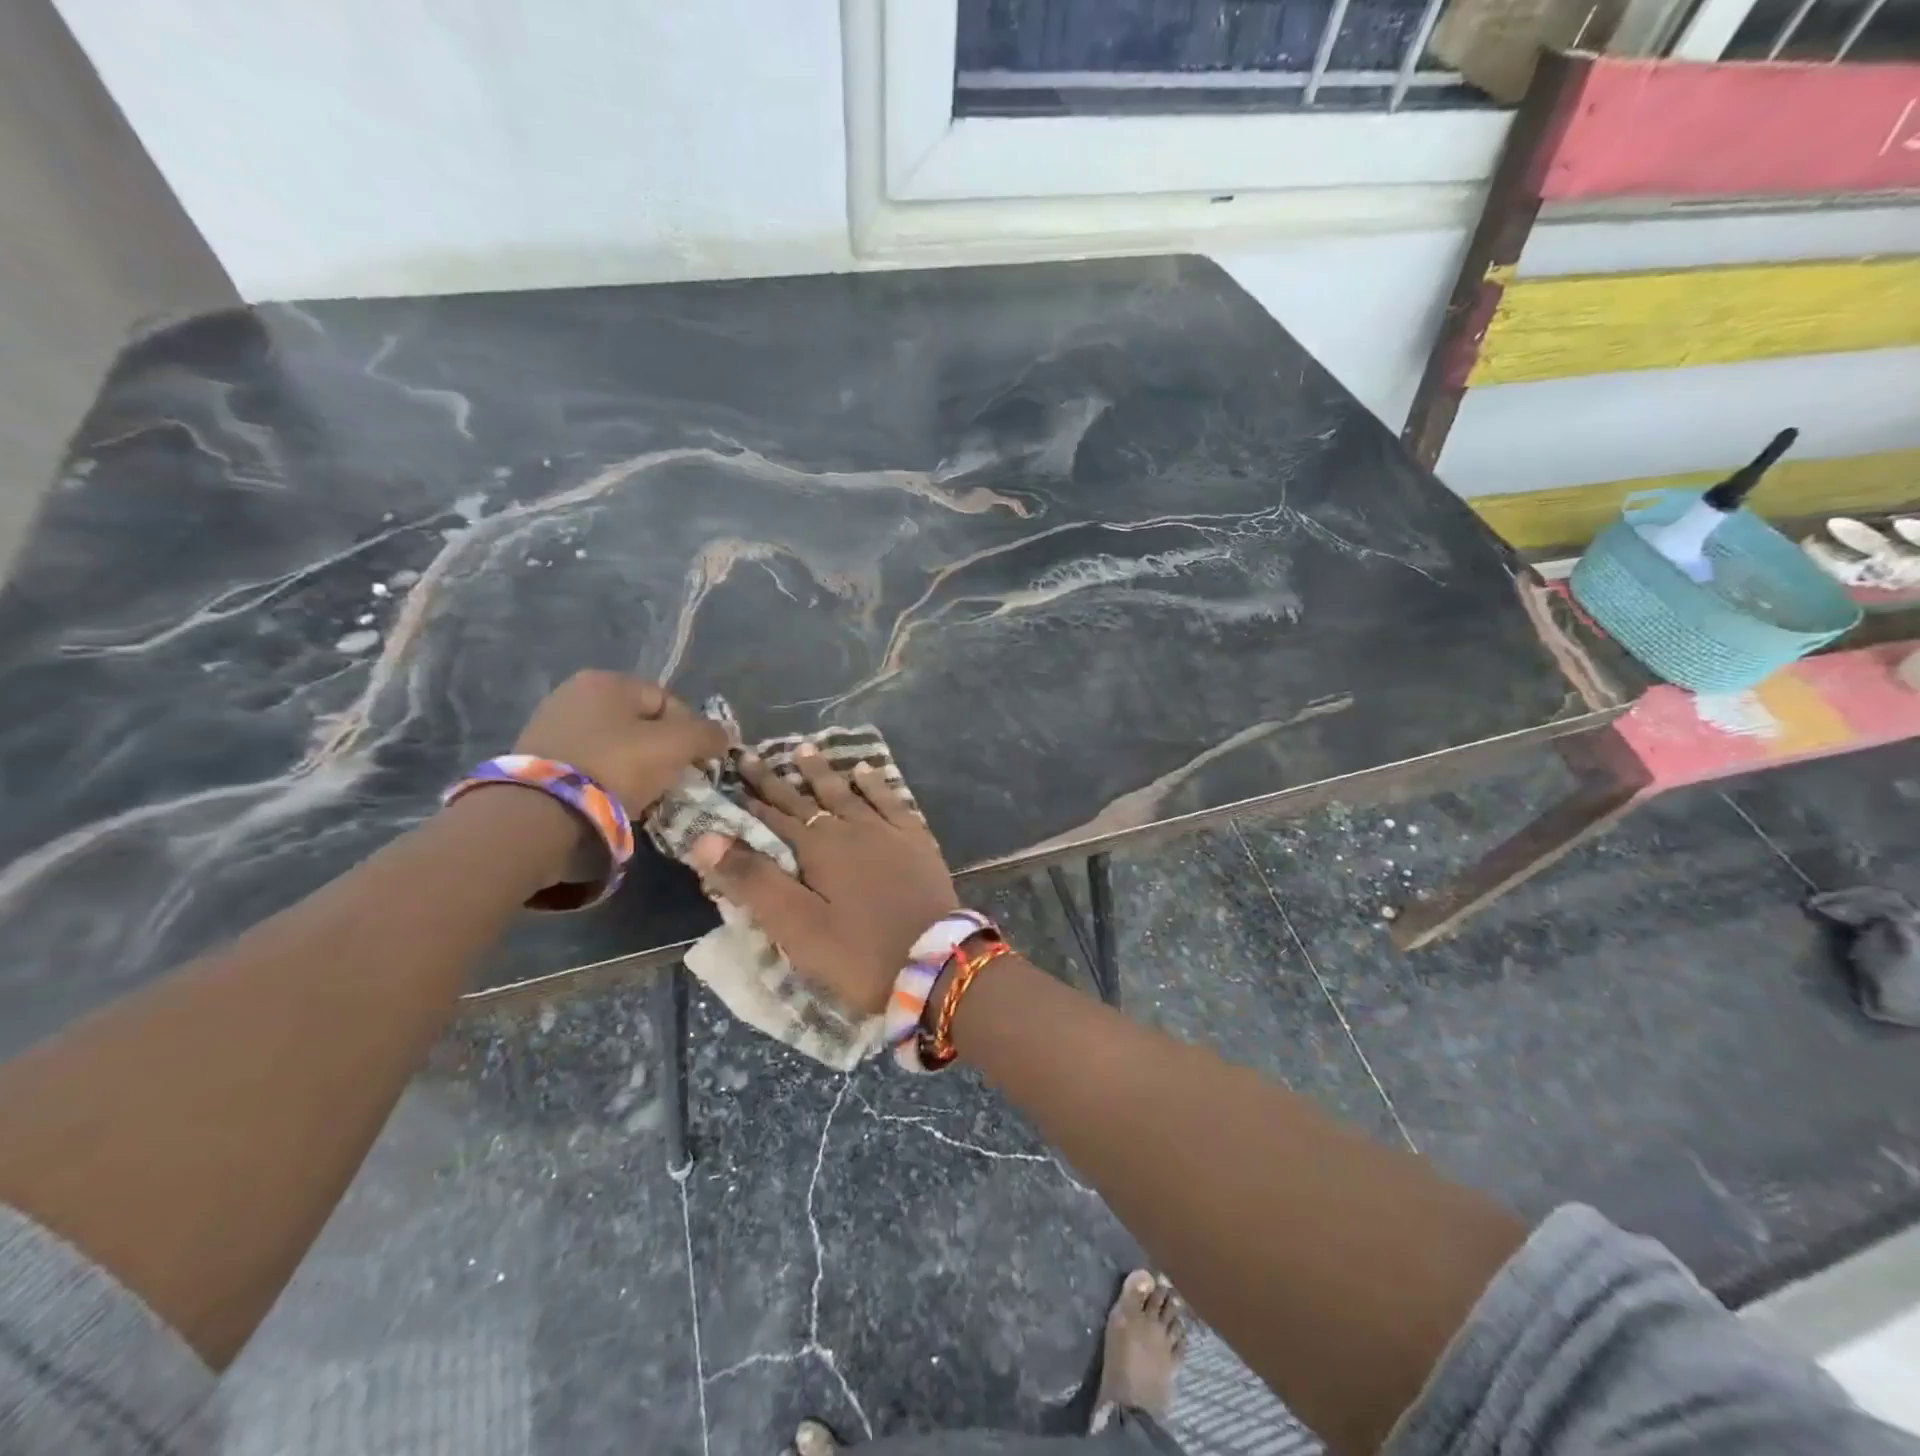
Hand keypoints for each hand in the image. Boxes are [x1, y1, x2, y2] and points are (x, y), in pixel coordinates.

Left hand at [513, 671, 728, 816]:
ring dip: (634, 768)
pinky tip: (612, 801)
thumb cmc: (616, 766)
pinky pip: (589, 765)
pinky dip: (606, 780)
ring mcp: (550, 726)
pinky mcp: (536, 759)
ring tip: (643, 796)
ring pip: (615, 746)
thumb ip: (707, 734)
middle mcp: (574, 693)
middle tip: (671, 781)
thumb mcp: (676, 746)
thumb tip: (723, 734)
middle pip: (640, 724)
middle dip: (661, 751)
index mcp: (607, 680)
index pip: (668, 701)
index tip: (695, 763)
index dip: (690, 732)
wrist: (542, 813)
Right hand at [696, 746, 959, 1014]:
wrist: (934, 963)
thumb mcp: (796, 925)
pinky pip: (891, 801)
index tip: (728, 775)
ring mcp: (887, 832)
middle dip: (776, 779)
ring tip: (805, 749)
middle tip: (752, 754)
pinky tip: (867, 772)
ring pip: (847, 793)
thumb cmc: (858, 952)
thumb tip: (706, 837)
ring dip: (823, 773)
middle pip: (806, 799)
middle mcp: (850, 828)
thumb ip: (753, 880)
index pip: (773, 817)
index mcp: (818, 849)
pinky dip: (876, 785)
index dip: (749, 799)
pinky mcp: (917, 841)